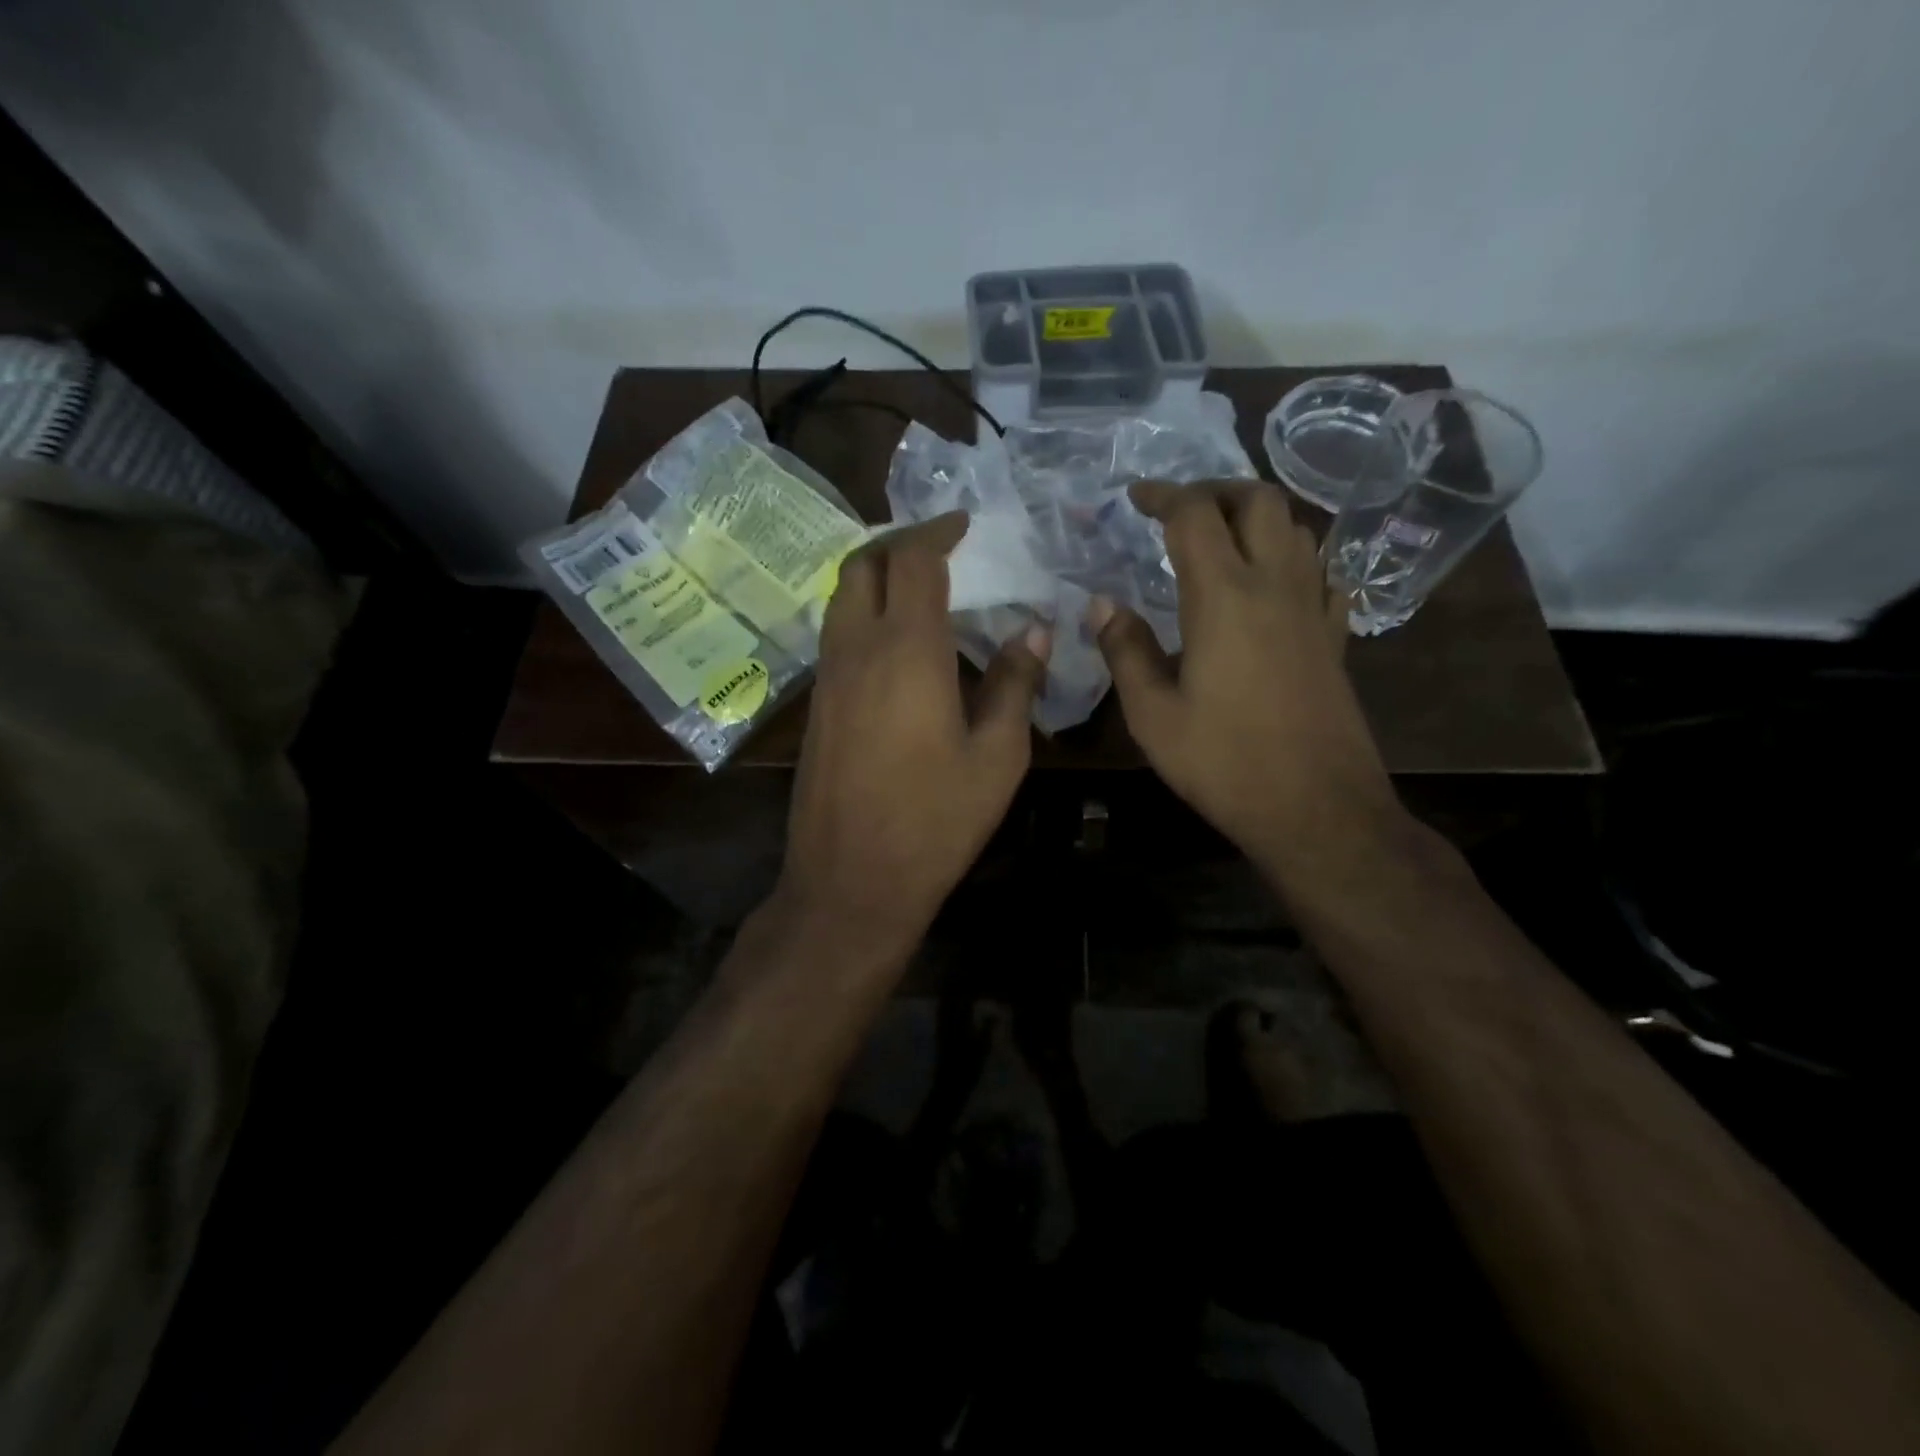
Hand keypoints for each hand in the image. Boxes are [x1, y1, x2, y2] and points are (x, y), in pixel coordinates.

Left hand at [775, 513, 1048, 955]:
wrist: (852, 880)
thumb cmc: (935, 820)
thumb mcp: (997, 756)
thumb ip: (1016, 685)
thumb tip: (1034, 633)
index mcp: (906, 650)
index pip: (914, 561)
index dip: (940, 532)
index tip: (967, 526)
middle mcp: (856, 650)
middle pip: (863, 565)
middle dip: (901, 544)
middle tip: (942, 550)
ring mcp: (828, 678)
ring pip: (842, 598)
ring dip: (877, 578)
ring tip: (922, 590)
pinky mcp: (817, 706)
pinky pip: (838, 635)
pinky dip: (865, 615)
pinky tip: (899, 645)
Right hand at [1090, 480, 1397, 867]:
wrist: (1316, 808)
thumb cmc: (1224, 762)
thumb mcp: (1152, 715)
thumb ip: (1126, 651)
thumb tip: (1103, 604)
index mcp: (1224, 597)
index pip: (1194, 516)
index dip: (1162, 495)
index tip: (1136, 498)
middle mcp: (1276, 586)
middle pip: (1259, 501)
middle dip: (1215, 491)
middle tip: (1179, 510)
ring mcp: (1314, 610)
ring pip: (1296, 529)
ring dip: (1256, 518)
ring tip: (1220, 540)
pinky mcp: (1335, 638)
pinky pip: (1321, 573)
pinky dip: (1293, 558)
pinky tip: (1273, 584)